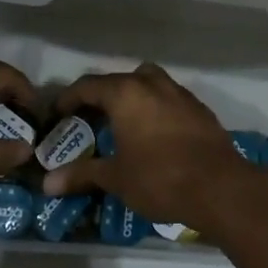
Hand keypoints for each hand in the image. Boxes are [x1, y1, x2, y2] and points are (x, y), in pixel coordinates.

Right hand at [40, 63, 267, 226]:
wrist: (219, 187)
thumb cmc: (160, 178)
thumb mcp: (116, 178)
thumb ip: (82, 175)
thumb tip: (47, 184)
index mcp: (126, 93)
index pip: (88, 85)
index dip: (68, 98)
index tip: (57, 114)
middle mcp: (152, 83)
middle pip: (119, 80)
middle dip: (101, 97)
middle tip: (88, 120)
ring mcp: (179, 93)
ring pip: (148, 83)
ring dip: (132, 97)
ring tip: (122, 123)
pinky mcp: (199, 108)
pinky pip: (168, 98)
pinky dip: (155, 108)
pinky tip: (154, 134)